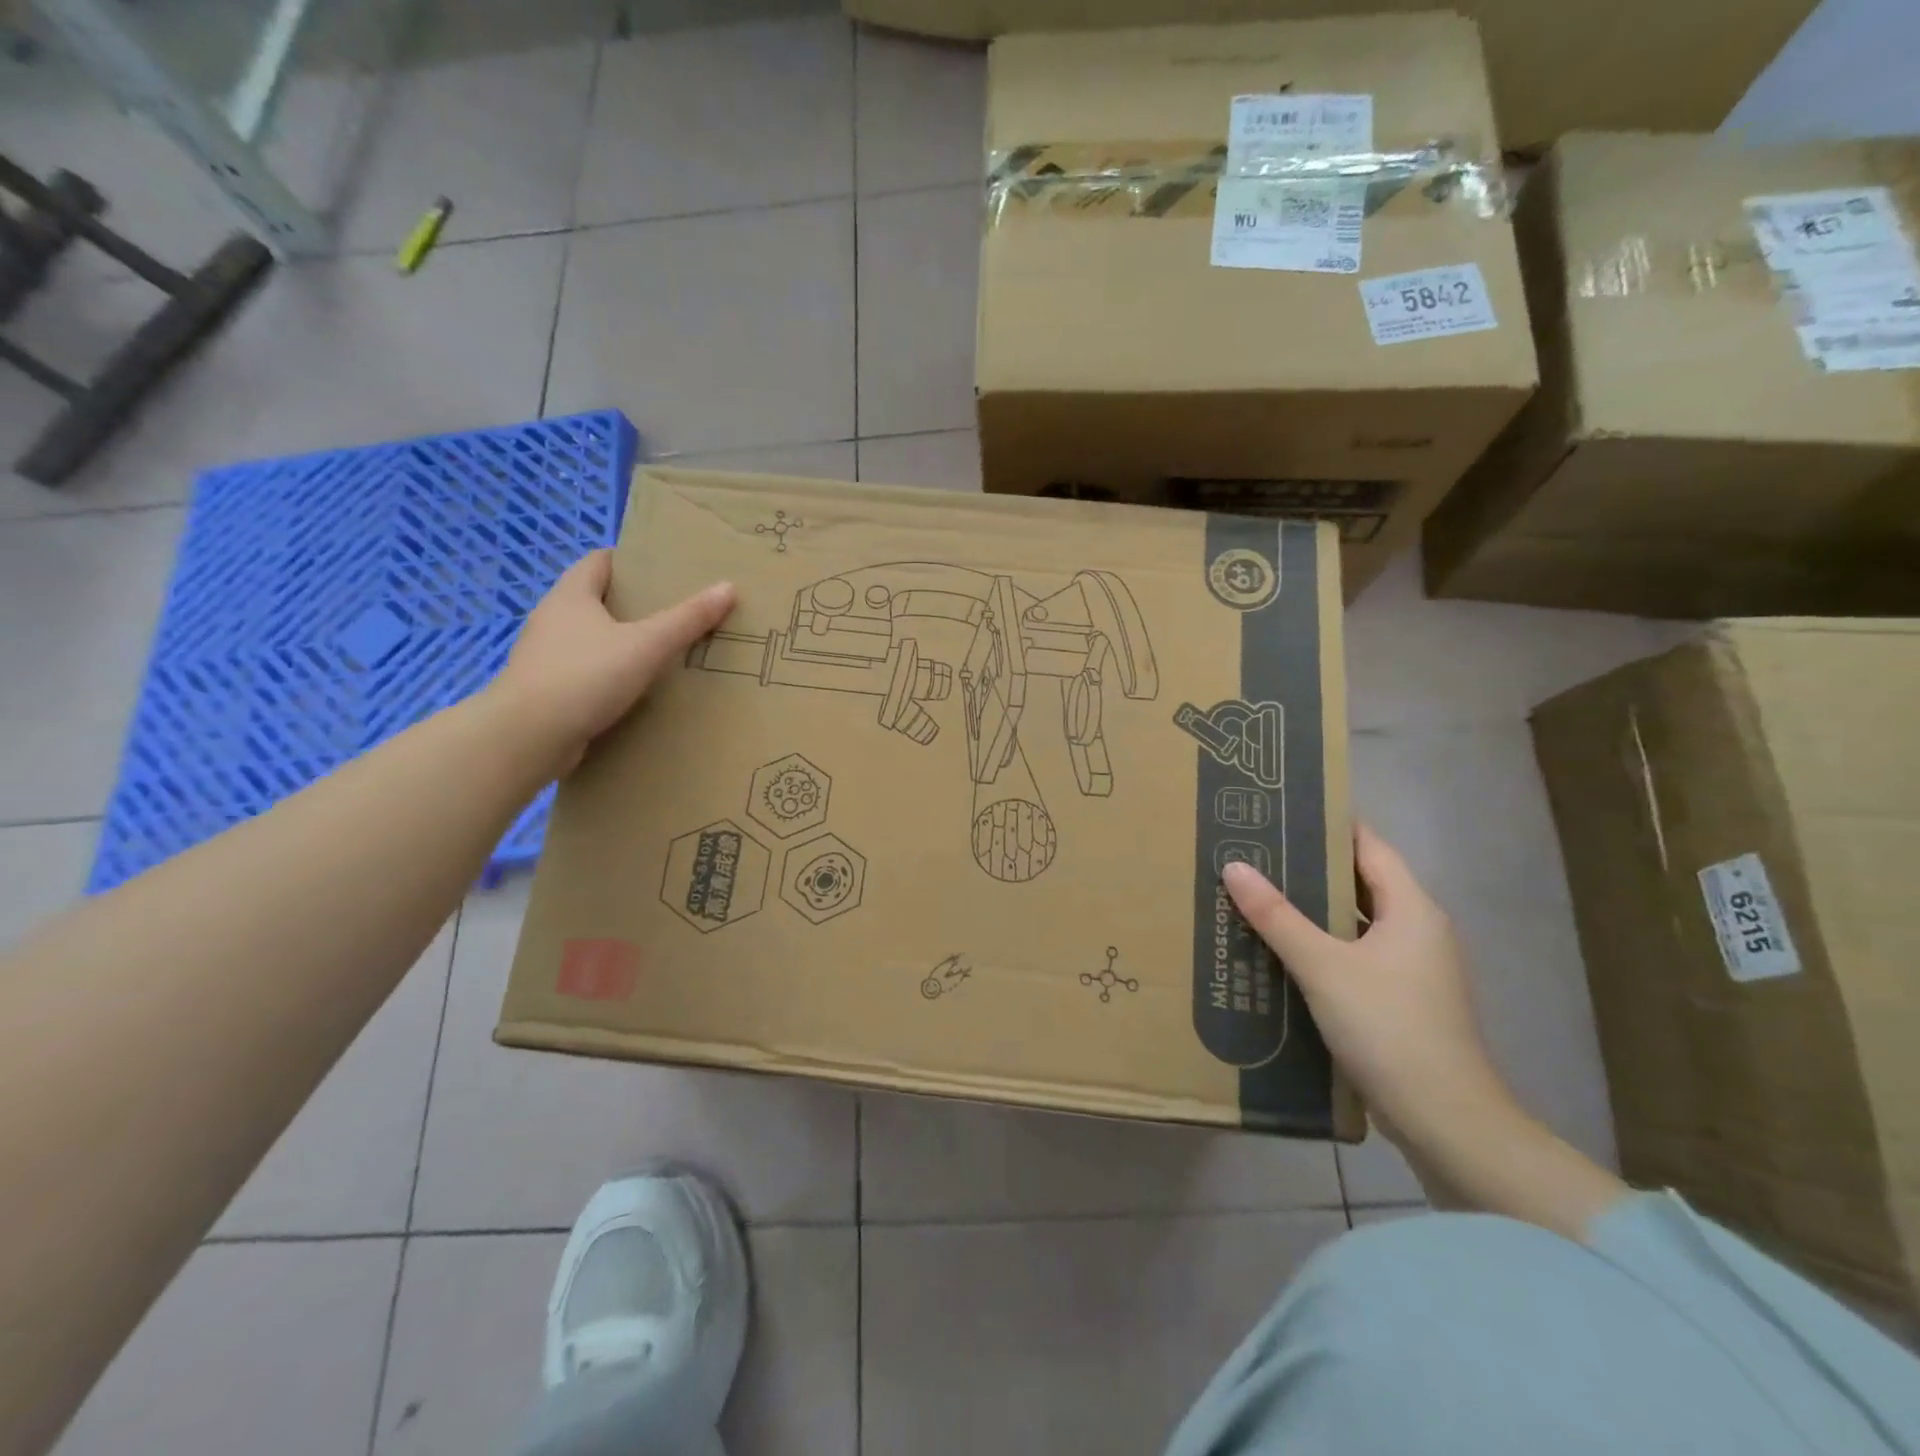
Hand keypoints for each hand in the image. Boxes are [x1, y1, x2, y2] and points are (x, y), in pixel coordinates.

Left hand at [491, 552, 735, 774]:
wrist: (528, 737)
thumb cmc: (586, 676)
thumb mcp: (646, 645)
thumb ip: (687, 619)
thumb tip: (728, 587)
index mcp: (571, 596)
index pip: (599, 562)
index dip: (630, 561)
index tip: (664, 571)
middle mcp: (552, 619)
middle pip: (596, 600)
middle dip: (633, 604)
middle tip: (675, 612)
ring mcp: (545, 657)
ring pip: (590, 639)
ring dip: (620, 643)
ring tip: (661, 652)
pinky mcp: (547, 691)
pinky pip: (585, 673)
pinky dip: (609, 675)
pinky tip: (635, 690)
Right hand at [1221, 825, 1517, 1150]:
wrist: (1446, 1121)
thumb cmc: (1388, 1027)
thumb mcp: (1323, 966)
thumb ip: (1277, 916)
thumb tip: (1234, 866)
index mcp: (1411, 909)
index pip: (1369, 845)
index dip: (1330, 824)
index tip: (1283, 809)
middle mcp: (1418, 930)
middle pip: (1360, 882)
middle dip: (1311, 866)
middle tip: (1256, 849)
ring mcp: (1413, 969)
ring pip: (1356, 922)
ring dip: (1313, 908)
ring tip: (1259, 893)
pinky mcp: (1401, 1001)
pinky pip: (1355, 955)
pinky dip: (1322, 945)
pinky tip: (1281, 950)